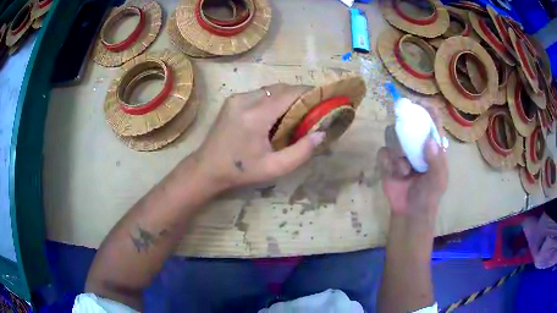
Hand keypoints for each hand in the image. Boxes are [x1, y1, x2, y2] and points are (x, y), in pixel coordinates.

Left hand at [194, 84, 324, 191]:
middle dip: (299, 94)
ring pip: (270, 88)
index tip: (323, 99)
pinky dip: (272, 99)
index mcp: (256, 115)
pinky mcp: (232, 100)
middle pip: (280, 88)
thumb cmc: (241, 171)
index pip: (289, 93)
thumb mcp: (274, 168)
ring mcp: (236, 98)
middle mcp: (245, 100)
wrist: (207, 168)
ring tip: (296, 111)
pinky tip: (275, 114)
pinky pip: (259, 93)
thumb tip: (321, 133)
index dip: (309, 93)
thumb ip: (301, 152)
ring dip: (285, 96)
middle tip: (312, 108)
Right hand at [378, 104, 447, 217]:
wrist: (409, 212)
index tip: (421, 104)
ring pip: (392, 135)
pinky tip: (394, 173)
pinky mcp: (388, 161)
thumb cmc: (429, 195)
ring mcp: (401, 151)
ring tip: (403, 169)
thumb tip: (429, 140)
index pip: (431, 121)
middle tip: (403, 126)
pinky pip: (383, 152)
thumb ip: (436, 161)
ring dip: (397, 151)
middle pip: (408, 122)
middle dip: (405, 125)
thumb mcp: (438, 180)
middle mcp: (416, 143)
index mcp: (432, 145)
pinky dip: (388, 162)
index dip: (427, 110)